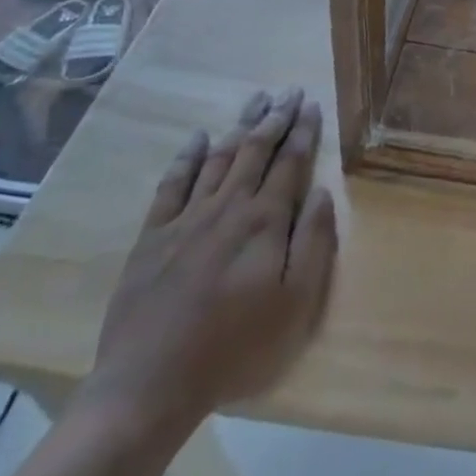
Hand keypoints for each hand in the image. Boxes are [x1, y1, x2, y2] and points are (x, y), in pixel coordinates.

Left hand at [87, 88, 337, 429]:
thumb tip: (325, 193)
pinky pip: (173, 184)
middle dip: (276, 117)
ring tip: (256, 100)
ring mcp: (186, 218)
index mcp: (265, 221)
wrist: (150, 384)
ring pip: (220, 158)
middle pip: (256, 150)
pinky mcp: (153, 236)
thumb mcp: (295, 302)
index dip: (303, 131)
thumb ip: (314, 242)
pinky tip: (198, 138)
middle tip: (289, 91)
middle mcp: (228, 207)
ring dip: (240, 126)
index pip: (290, 162)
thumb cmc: (235, 346)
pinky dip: (188, 157)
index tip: (313, 105)